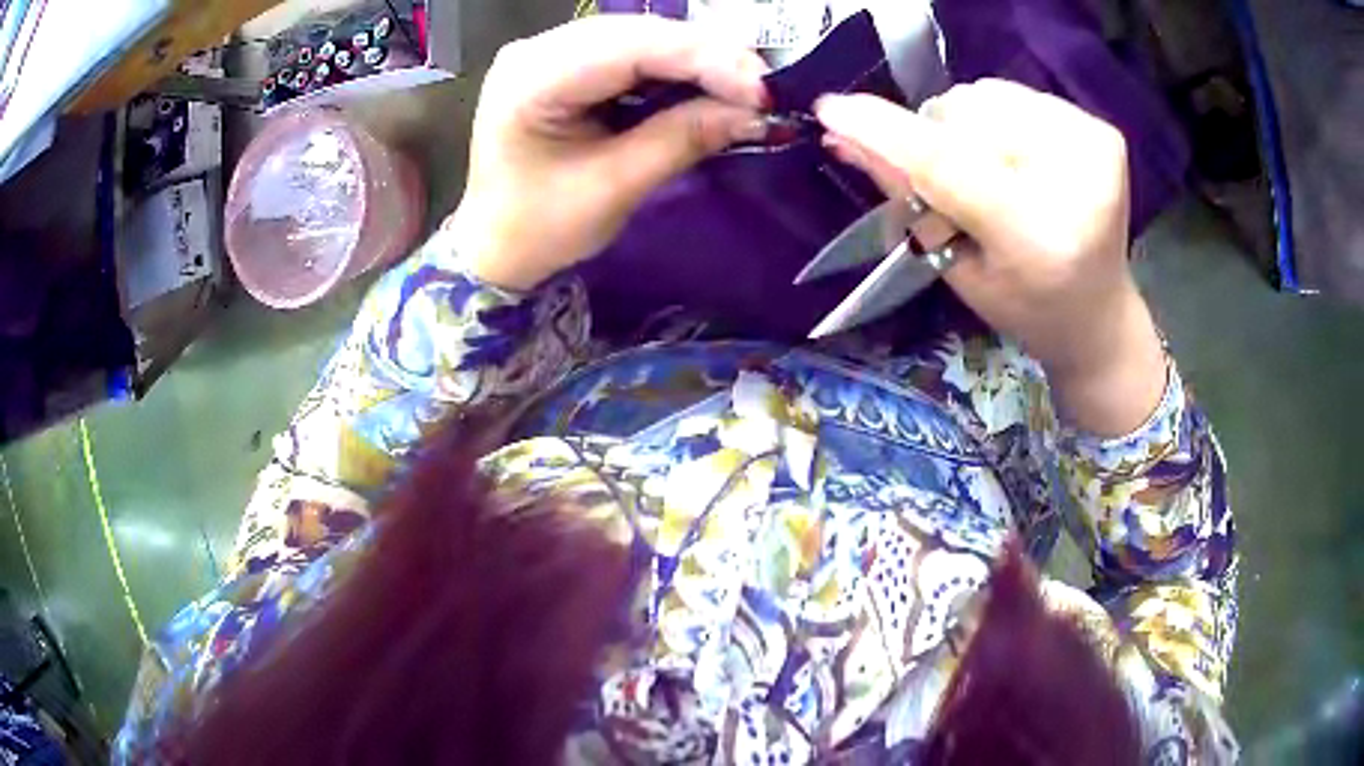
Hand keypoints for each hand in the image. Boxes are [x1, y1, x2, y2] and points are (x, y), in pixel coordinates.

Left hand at [451, 16, 768, 290]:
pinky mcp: (563, 62)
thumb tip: (754, 112)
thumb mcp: (614, 188)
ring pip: (638, 36)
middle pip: (636, 33)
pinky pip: (630, 51)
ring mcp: (547, 51)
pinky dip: (673, 67)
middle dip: (706, 55)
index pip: (629, 48)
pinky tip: (706, 82)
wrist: (495, 247)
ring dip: (695, 58)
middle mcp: (534, 50)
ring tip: (743, 86)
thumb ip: (682, 139)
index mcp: (530, 80)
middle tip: (762, 88)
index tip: (761, 88)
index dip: (703, 58)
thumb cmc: (540, 229)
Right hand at [816, 80, 1166, 434]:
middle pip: (965, 119)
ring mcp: (1094, 148)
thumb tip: (843, 138)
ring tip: (991, 172)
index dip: (887, 133)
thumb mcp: (955, 268)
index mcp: (1038, 238)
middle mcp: (1077, 183)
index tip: (832, 110)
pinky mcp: (1101, 129)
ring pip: (985, 96)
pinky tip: (1018, 159)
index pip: (949, 165)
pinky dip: (998, 119)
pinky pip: (1015, 94)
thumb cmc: (1023, 306)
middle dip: (935, 139)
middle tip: (953, 187)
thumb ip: (907, 199)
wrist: (1097, 313)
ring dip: (966, 126)